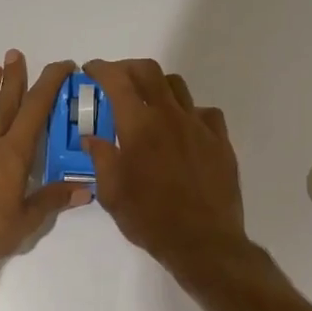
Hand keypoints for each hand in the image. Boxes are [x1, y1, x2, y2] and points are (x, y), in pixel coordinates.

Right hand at [83, 58, 247, 274]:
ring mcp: (199, 126)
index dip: (101, 69)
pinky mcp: (220, 141)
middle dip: (128, 68)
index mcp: (138, 126)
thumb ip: (101, 159)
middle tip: (116, 80)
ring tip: (148, 103)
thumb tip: (92, 138)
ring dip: (157, 87)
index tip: (91, 71)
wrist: (204, 242)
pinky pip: (205, 113)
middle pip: (149, 71)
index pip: (117, 81)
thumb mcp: (112, 194)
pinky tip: (183, 130)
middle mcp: (169, 116)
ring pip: (178, 87)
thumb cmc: (150, 219)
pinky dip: (189, 112)